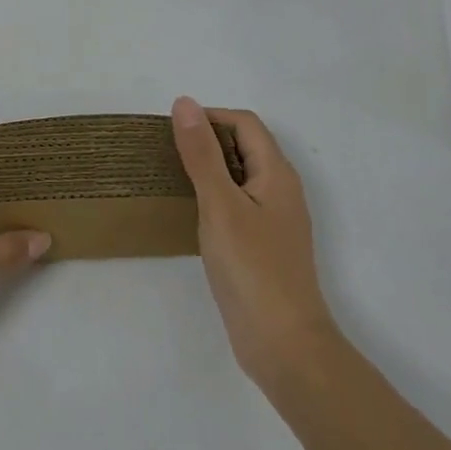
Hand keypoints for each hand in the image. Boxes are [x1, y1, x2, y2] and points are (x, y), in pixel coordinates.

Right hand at [170, 97, 340, 389]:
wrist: (284, 346)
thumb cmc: (253, 269)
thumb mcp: (220, 205)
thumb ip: (202, 154)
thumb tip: (184, 103)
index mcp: (276, 173)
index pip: (244, 123)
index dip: (210, 118)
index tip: (172, 132)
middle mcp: (280, 190)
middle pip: (244, 146)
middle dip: (206, 141)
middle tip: (166, 153)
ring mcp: (273, 220)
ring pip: (239, 177)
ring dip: (208, 170)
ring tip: (170, 178)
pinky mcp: (263, 246)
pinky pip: (237, 204)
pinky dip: (213, 198)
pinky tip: (189, 215)